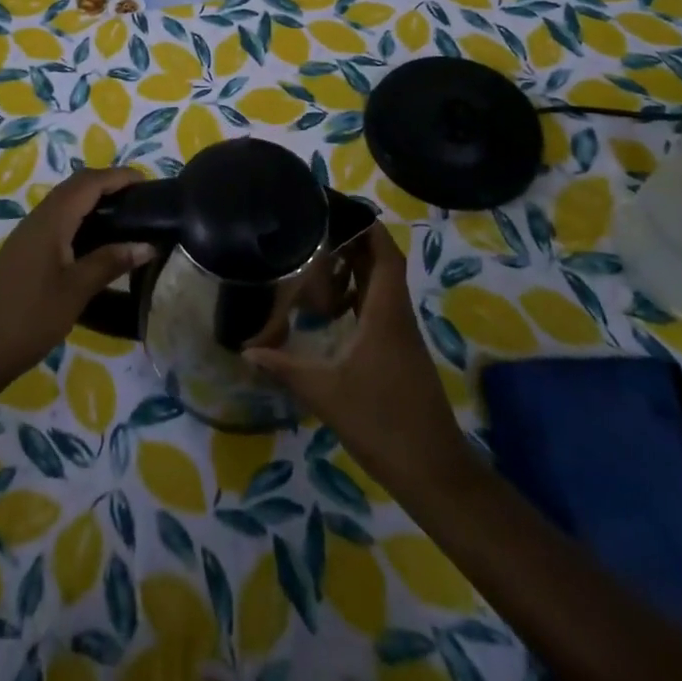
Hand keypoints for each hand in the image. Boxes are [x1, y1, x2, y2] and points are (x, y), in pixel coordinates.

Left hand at [0, 167, 153, 387]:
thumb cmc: (29, 317)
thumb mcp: (76, 290)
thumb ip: (110, 262)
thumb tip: (147, 245)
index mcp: (52, 220)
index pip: (89, 183)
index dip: (119, 176)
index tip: (148, 182)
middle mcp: (38, 218)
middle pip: (76, 186)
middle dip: (108, 183)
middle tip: (140, 198)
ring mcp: (28, 234)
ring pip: (65, 202)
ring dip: (93, 198)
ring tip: (125, 215)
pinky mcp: (24, 251)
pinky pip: (57, 219)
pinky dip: (81, 216)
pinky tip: (95, 239)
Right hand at [244, 223, 472, 501]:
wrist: (434, 472)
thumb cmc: (383, 423)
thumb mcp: (326, 394)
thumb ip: (286, 367)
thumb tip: (246, 349)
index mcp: (386, 312)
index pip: (384, 253)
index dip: (367, 226)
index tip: (338, 208)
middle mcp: (397, 316)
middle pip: (382, 264)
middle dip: (354, 241)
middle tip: (315, 228)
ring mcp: (401, 336)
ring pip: (381, 287)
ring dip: (355, 269)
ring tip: (316, 258)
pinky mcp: (399, 354)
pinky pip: (379, 309)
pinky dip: (357, 296)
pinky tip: (330, 308)